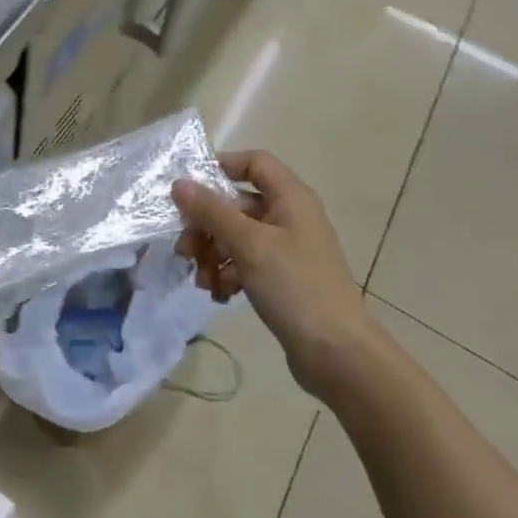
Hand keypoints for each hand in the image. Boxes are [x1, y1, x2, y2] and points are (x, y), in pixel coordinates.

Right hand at [172, 150, 367, 381]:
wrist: (338, 355)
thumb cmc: (295, 287)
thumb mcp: (248, 244)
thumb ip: (211, 212)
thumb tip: (179, 183)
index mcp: (291, 198)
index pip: (254, 162)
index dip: (222, 167)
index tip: (189, 189)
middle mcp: (290, 217)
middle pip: (238, 204)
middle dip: (207, 225)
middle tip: (185, 249)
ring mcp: (288, 249)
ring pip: (238, 236)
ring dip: (213, 253)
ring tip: (202, 280)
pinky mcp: (284, 279)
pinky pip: (247, 263)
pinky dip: (229, 273)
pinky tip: (219, 294)